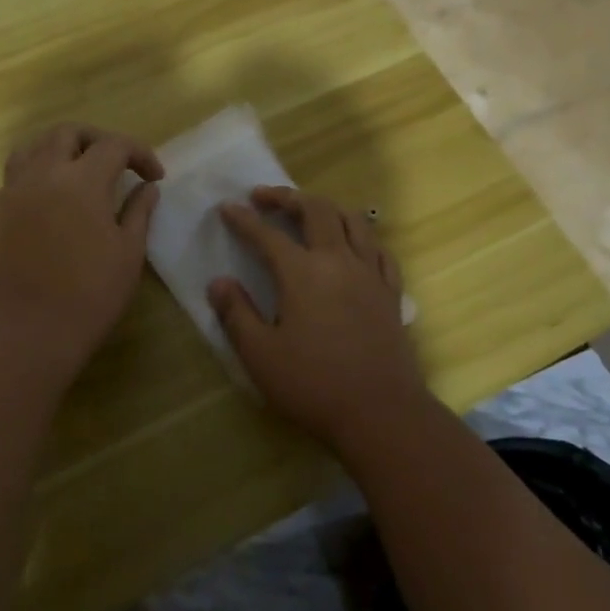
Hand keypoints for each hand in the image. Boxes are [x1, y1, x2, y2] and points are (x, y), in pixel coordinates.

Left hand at [0, 124, 162, 369]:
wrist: (27, 332)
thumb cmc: (89, 294)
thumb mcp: (128, 253)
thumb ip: (139, 212)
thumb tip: (147, 187)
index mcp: (82, 180)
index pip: (115, 146)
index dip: (140, 154)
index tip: (155, 176)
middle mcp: (42, 174)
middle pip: (67, 133)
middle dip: (96, 140)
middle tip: (117, 163)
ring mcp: (11, 193)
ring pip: (29, 150)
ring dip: (55, 151)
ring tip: (74, 171)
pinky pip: (6, 186)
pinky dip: (25, 185)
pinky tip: (38, 205)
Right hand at [207, 186, 430, 450]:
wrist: (381, 413)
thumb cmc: (313, 384)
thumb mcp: (260, 355)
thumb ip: (236, 314)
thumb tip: (218, 282)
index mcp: (302, 273)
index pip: (267, 235)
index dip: (244, 219)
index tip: (227, 208)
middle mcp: (338, 261)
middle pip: (316, 211)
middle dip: (287, 197)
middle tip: (264, 197)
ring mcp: (370, 274)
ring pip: (353, 221)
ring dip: (326, 208)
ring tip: (308, 211)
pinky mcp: (391, 293)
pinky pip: (379, 250)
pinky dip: (361, 236)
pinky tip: (353, 245)